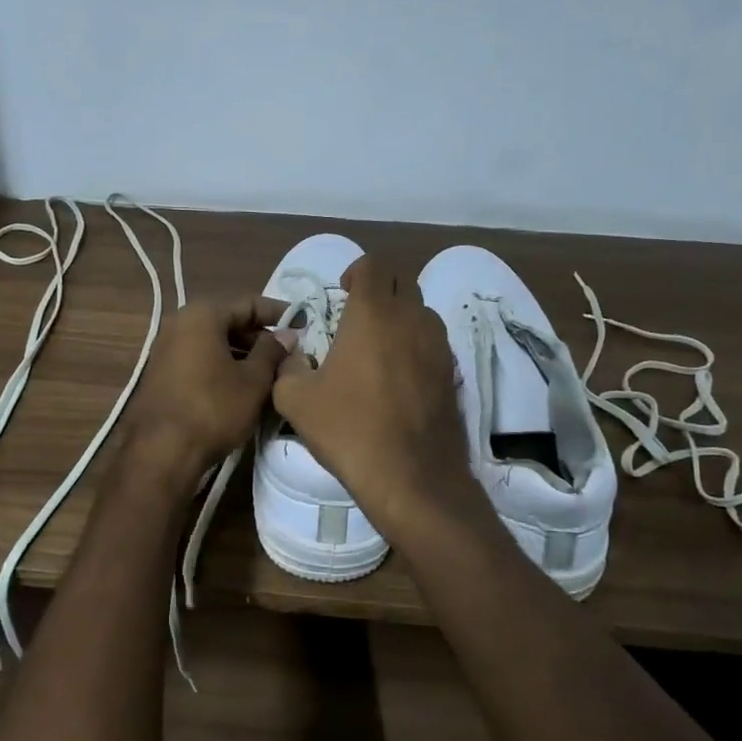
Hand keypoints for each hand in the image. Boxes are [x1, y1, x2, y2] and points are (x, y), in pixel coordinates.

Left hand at [125, 296, 290, 482]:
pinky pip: (200, 358)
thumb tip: (287, 335)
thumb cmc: (214, 408)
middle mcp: (180, 322)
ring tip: (271, 373)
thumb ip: (273, 352)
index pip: (250, 303)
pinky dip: (223, 365)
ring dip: (243, 353)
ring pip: (215, 342)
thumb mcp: (253, 380)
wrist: (161, 452)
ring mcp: (166, 347)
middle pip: (230, 321)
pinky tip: (243, 385)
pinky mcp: (162, 372)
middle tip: (289, 354)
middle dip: (260, 336)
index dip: (280, 313)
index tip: (304, 323)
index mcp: (203, 314)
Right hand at [271, 256, 479, 536]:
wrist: (411, 476)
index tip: (343, 294)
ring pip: (421, 310)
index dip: (356, 271)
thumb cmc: (348, 429)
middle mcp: (411, 318)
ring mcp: (438, 345)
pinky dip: (416, 344)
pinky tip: (398, 377)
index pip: (374, 264)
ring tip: (378, 346)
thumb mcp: (295, 399)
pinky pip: (433, 341)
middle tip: (357, 317)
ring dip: (400, 316)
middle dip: (379, 289)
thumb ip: (288, 367)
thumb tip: (296, 356)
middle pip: (402, 281)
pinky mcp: (453, 372)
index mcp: (373, 313)